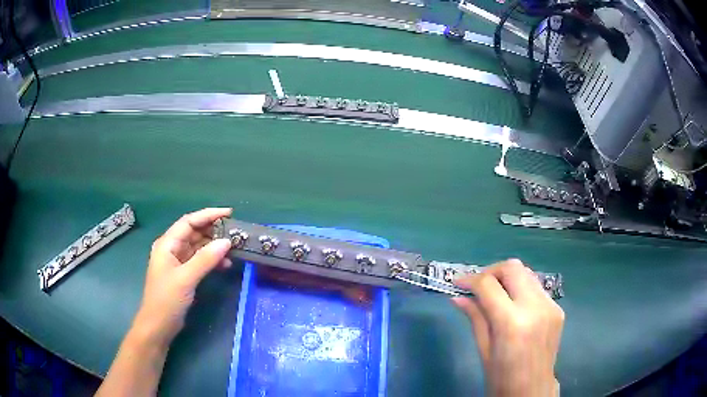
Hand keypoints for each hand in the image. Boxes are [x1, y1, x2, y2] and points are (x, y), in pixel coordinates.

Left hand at [131, 208, 232, 346]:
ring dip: (214, 246)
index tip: (229, 213)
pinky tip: (225, 264)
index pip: (188, 221)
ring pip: (198, 246)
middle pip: (194, 232)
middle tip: (235, 231)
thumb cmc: (167, 300)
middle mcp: (172, 249)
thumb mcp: (186, 278)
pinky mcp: (183, 274)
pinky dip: (211, 260)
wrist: (158, 325)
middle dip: (213, 230)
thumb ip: (205, 259)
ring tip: (233, 248)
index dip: (208, 215)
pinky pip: (199, 260)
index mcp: (167, 244)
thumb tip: (227, 242)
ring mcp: (177, 262)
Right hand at [451, 259, 563, 396]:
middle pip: (512, 267)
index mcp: (512, 323)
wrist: (532, 390)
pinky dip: (521, 290)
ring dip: (507, 278)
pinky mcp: (557, 308)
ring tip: (494, 294)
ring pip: (526, 273)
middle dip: (491, 271)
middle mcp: (535, 307)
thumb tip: (457, 297)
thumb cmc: (501, 377)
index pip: (488, 285)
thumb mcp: (484, 349)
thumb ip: (475, 318)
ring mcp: (550, 306)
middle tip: (477, 286)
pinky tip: (513, 306)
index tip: (457, 283)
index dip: (470, 279)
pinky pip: (536, 288)